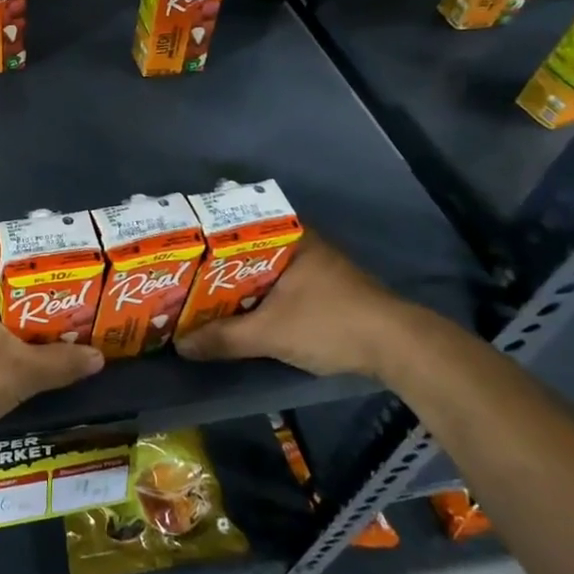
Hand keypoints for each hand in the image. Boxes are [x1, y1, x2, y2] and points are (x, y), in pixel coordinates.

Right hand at [174, 232, 411, 377]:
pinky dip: (253, 296)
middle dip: (213, 265)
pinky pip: (274, 285)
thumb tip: (180, 346)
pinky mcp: (322, 290)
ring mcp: (313, 266)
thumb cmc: (330, 323)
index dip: (202, 237)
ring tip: (195, 295)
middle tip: (177, 276)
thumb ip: (224, 338)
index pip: (233, 224)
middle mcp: (299, 243)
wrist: (399, 349)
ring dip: (233, 284)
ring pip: (259, 270)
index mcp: (287, 236)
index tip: (174, 250)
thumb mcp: (270, 333)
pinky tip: (233, 311)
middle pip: (243, 250)